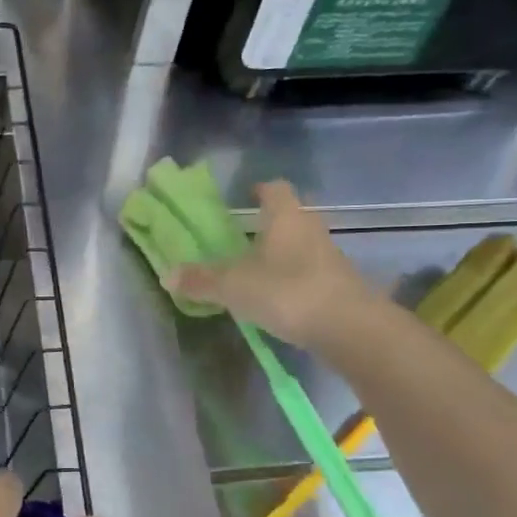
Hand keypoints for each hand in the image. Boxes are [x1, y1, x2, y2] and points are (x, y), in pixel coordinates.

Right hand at [170, 181, 380, 348]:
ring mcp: (329, 257)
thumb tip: (167, 275)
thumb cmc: (287, 291)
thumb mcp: (233, 287)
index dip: (259, 190)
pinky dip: (292, 279)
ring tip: (254, 272)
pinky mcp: (338, 285)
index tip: (244, 197)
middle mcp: (310, 229)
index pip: (274, 189)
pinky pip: (309, 273)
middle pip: (290, 216)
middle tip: (242, 238)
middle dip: (268, 224)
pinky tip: (276, 298)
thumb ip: (201, 280)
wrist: (349, 328)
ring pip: (300, 245)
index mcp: (285, 217)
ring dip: (281, 254)